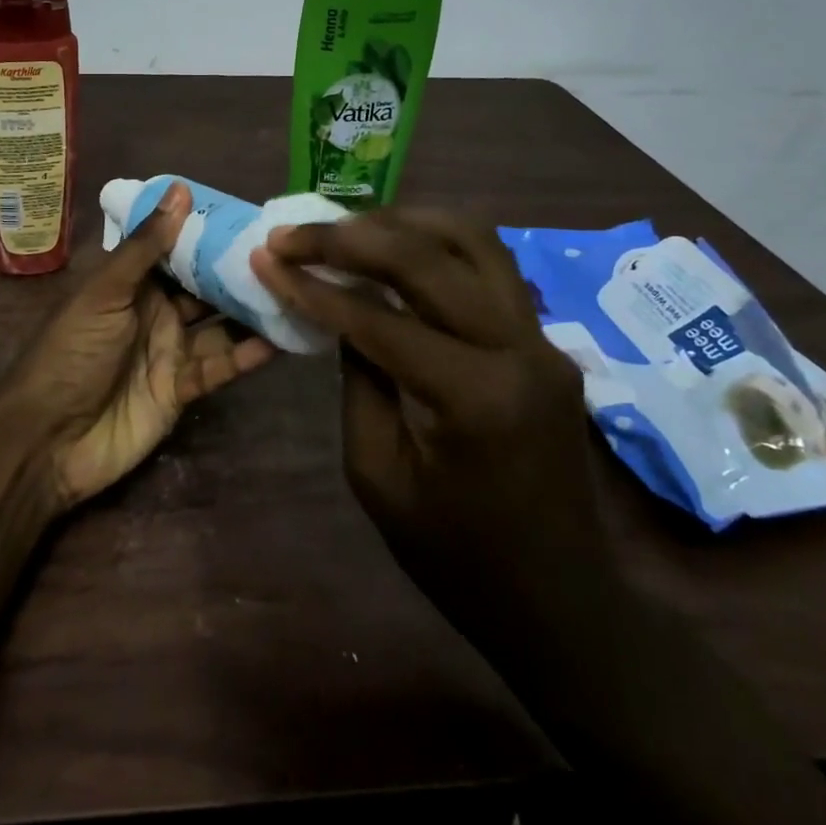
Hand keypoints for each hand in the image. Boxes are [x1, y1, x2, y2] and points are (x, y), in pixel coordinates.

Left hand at [0, 181, 276, 509]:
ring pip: (219, 326)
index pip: (177, 250)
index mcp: (132, 284)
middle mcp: (155, 313)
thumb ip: (146, 246)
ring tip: (295, 289)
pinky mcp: (182, 390)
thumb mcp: (106, 292)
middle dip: (238, 271)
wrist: (49, 439)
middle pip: (204, 288)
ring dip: (251, 311)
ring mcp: (170, 352)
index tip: (251, 215)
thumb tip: (181, 189)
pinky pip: (221, 366)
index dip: (208, 233)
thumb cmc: (72, 353)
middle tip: (287, 252)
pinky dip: (248, 355)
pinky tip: (281, 338)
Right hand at [250, 208, 614, 620]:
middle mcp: (520, 349)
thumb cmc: (456, 557)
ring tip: (342, 229)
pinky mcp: (546, 341)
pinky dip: (434, 245)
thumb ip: (358, 380)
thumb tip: (341, 312)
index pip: (379, 318)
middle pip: (429, 257)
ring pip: (471, 240)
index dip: (313, 285)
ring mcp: (543, 339)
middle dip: (350, 236)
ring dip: (400, 223)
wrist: (559, 601)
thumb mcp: (378, 475)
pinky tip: (393, 251)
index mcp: (476, 397)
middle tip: (293, 234)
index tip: (266, 258)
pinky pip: (488, 266)